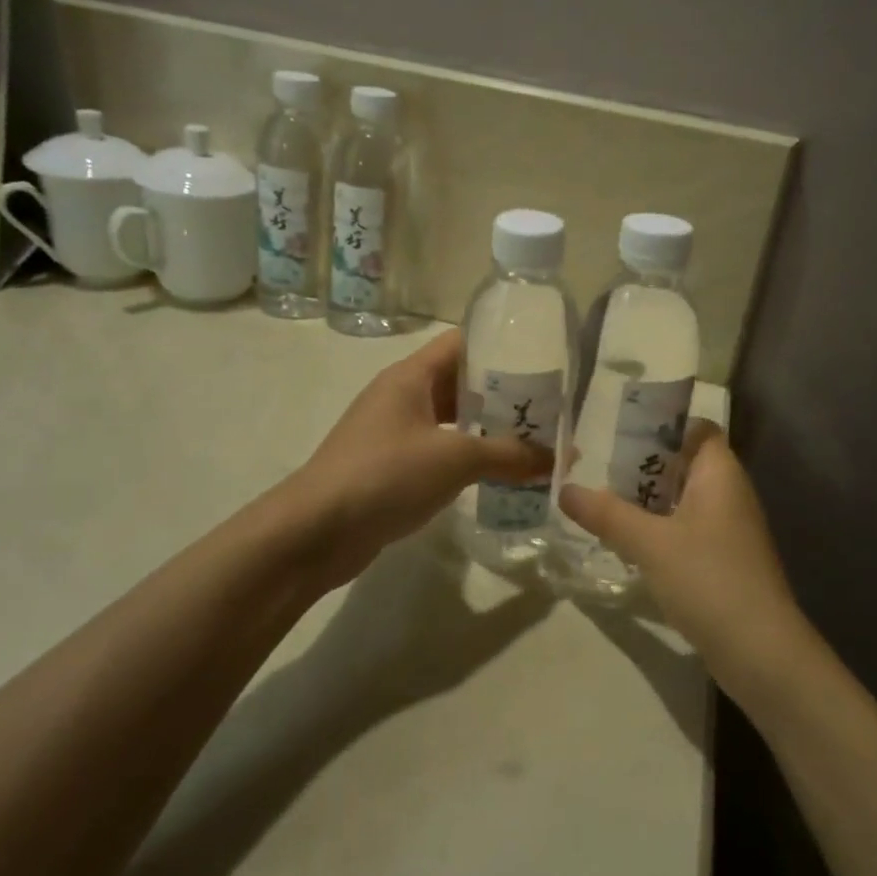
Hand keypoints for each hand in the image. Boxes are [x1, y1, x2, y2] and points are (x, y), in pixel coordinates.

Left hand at [286, 329, 550, 581]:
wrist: (314, 533)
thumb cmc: (384, 476)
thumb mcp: (454, 459)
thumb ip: (510, 454)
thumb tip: (562, 456)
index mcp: (411, 376)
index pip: (463, 343)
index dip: (501, 347)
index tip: (543, 361)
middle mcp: (402, 396)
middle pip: (461, 383)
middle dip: (504, 395)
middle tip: (549, 409)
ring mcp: (395, 433)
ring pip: (452, 420)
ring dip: (489, 430)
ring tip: (535, 441)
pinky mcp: (392, 468)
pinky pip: (441, 451)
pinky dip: (470, 458)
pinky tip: (500, 474)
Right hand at [559, 422, 812, 702]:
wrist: (760, 651)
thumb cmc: (708, 579)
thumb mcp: (650, 544)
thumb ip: (607, 514)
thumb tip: (565, 489)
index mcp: (720, 474)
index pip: (697, 429)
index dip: (663, 425)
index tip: (621, 432)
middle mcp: (729, 493)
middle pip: (685, 463)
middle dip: (644, 465)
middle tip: (598, 468)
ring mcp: (729, 529)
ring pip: (683, 499)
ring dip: (648, 500)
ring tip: (603, 502)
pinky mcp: (724, 560)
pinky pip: (687, 529)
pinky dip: (660, 529)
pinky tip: (628, 542)